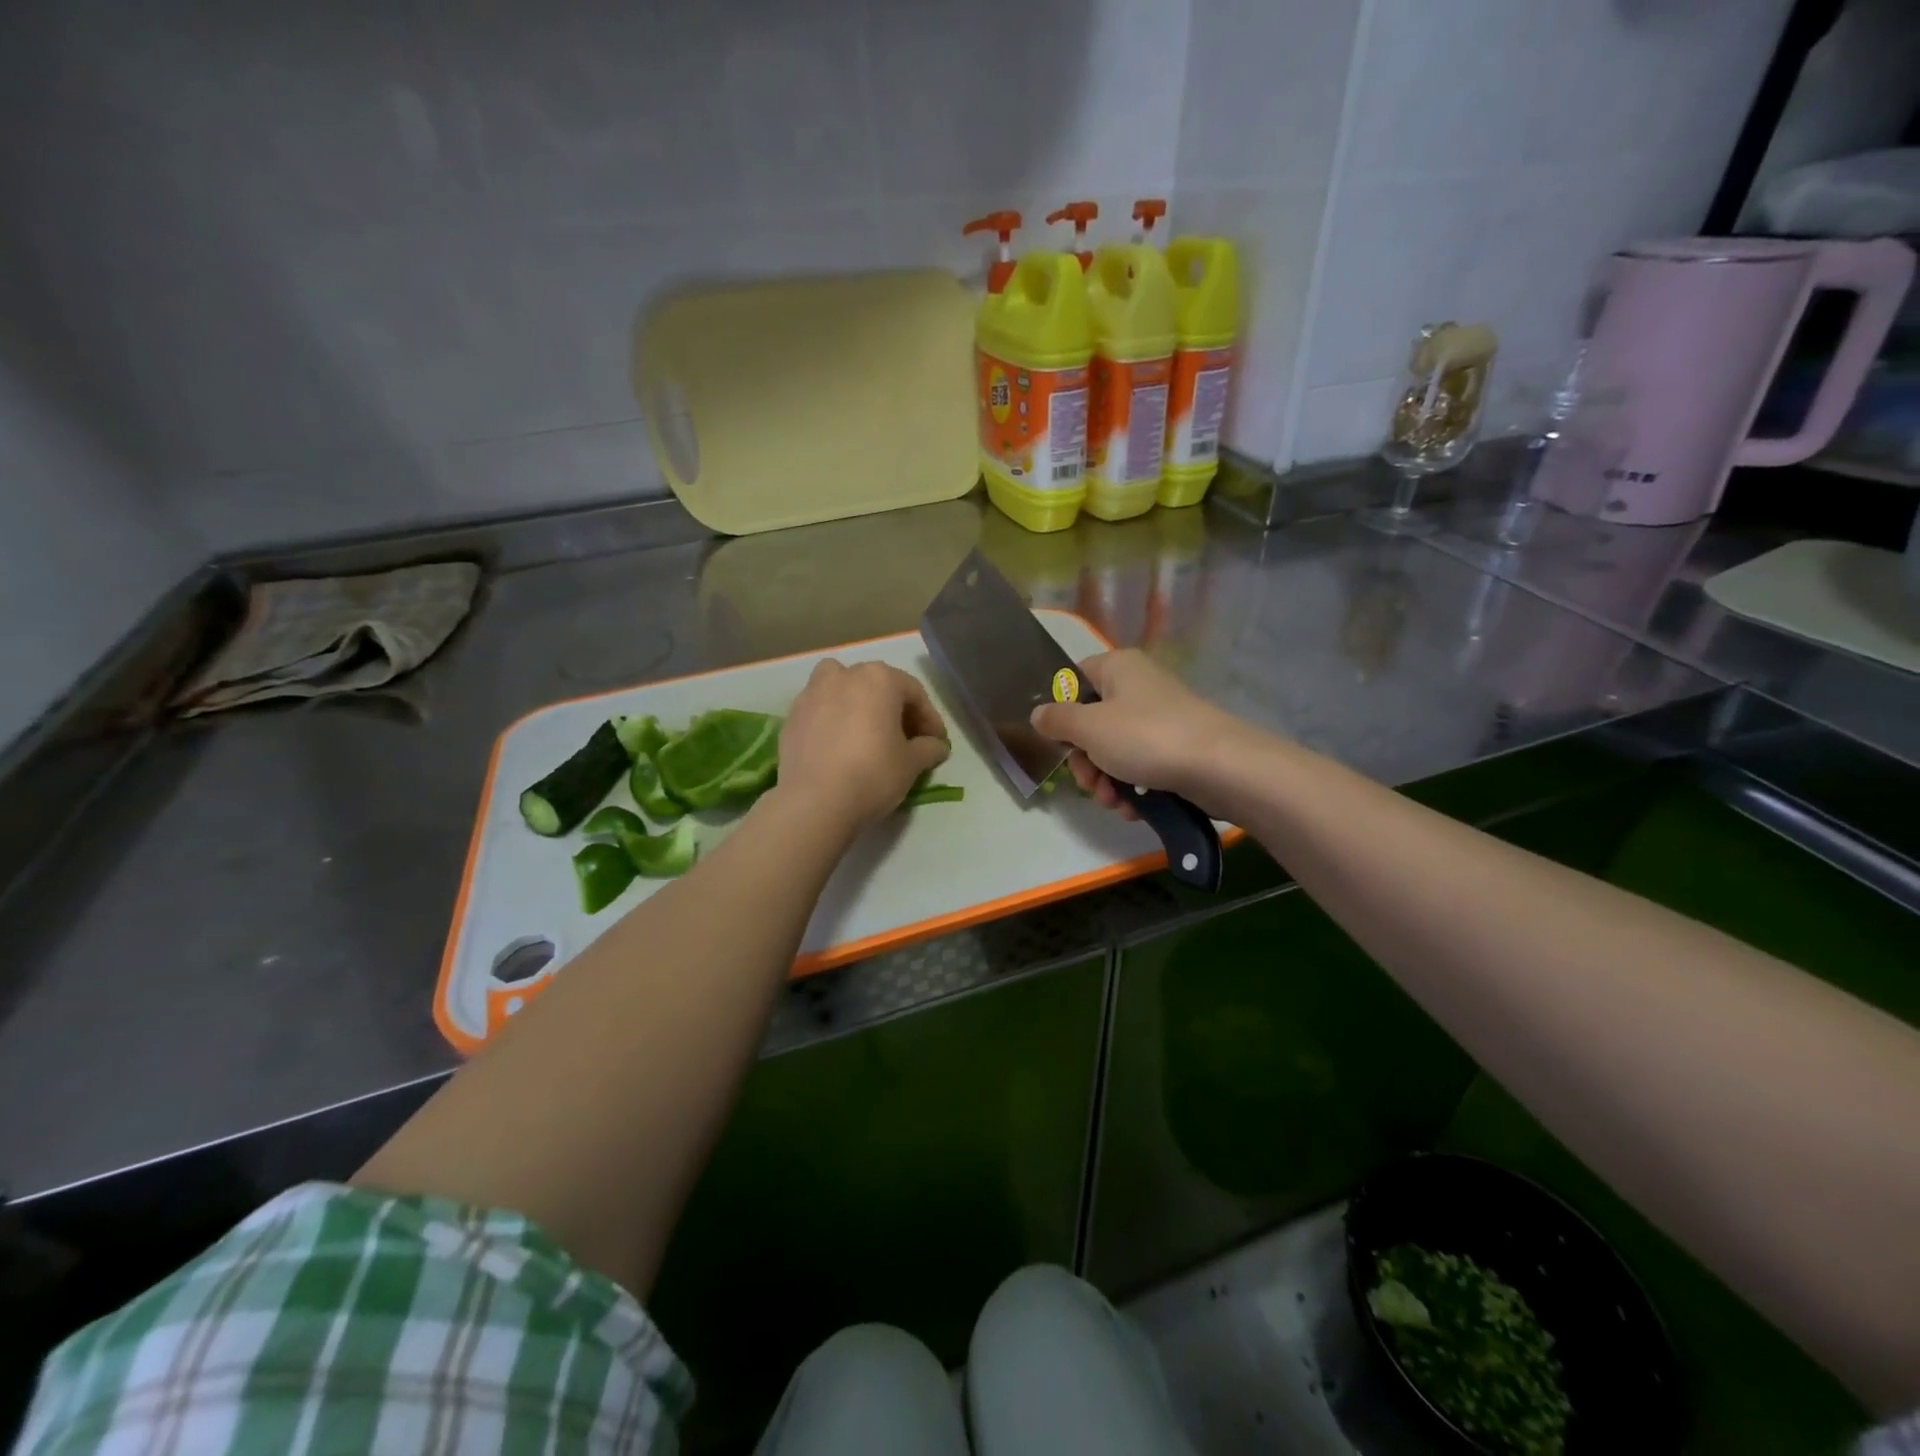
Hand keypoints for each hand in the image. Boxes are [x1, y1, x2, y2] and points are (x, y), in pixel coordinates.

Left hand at [778, 659, 949, 829]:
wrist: (815, 801)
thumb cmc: (873, 774)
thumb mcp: (912, 763)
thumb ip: (929, 748)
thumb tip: (937, 746)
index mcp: (879, 678)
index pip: (914, 693)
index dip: (929, 719)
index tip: (937, 743)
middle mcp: (844, 675)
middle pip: (878, 686)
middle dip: (895, 710)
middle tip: (906, 740)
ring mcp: (812, 693)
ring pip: (842, 688)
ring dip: (858, 704)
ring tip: (867, 732)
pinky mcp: (791, 716)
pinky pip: (821, 710)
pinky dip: (834, 720)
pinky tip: (840, 746)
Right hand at [1029, 650, 1243, 815]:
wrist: (1221, 768)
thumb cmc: (1146, 737)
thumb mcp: (1090, 728)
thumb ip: (1057, 721)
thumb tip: (1038, 714)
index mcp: (1117, 668)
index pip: (1075, 679)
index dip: (1062, 710)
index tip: (1059, 741)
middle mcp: (1139, 687)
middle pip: (1093, 722)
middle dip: (1086, 761)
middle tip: (1089, 783)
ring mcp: (1160, 719)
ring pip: (1116, 750)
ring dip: (1107, 781)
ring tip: (1114, 802)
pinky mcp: (1177, 749)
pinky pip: (1142, 766)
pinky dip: (1134, 787)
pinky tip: (1134, 808)